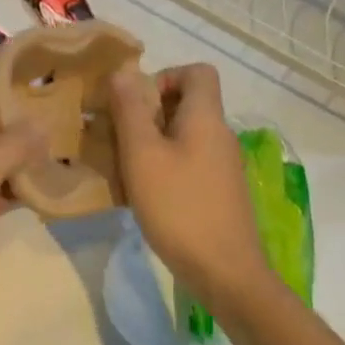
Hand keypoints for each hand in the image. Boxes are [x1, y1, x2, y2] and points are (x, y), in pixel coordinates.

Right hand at [109, 64, 270, 298]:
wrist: (225, 272)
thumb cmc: (179, 207)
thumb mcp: (142, 155)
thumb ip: (130, 110)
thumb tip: (123, 71)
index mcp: (206, 118)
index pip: (198, 72)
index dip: (165, 76)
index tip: (136, 103)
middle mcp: (220, 135)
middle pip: (187, 103)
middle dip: (149, 112)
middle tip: (119, 136)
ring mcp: (223, 166)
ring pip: (184, 135)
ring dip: (152, 141)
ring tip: (124, 166)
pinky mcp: (219, 192)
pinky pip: (189, 161)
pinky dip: (164, 166)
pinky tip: (144, 192)